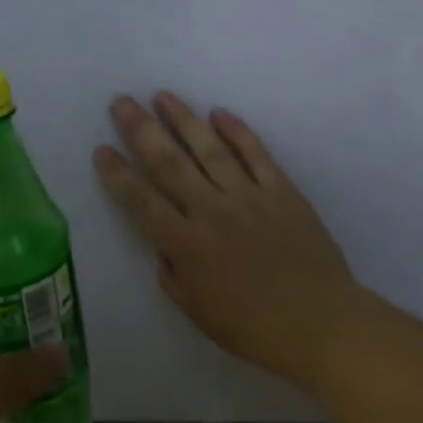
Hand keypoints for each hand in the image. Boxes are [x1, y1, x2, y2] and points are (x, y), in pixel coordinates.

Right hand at [93, 93, 360, 395]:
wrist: (321, 323)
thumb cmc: (253, 326)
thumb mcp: (198, 312)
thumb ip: (173, 275)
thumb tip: (162, 244)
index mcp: (187, 245)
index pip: (141, 201)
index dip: (118, 174)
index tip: (101, 149)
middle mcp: (212, 211)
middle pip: (169, 163)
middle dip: (141, 130)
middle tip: (122, 102)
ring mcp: (249, 196)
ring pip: (209, 149)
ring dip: (183, 119)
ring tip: (163, 96)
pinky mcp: (282, 191)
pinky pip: (256, 154)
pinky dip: (238, 131)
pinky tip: (219, 113)